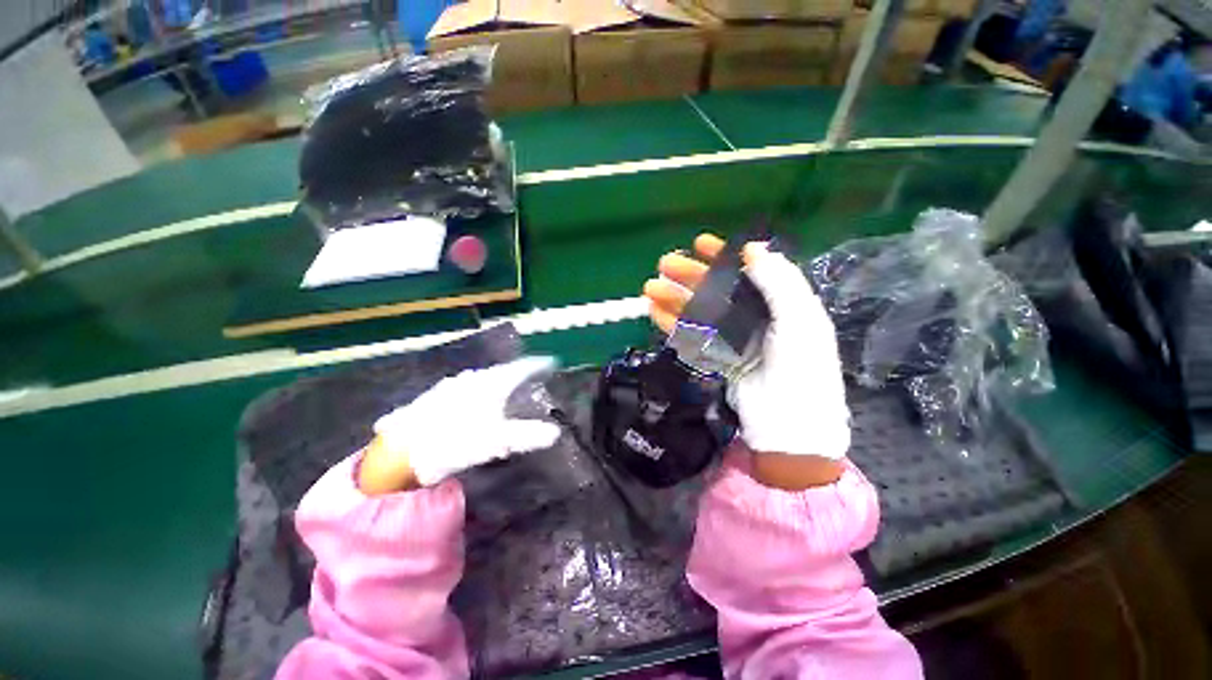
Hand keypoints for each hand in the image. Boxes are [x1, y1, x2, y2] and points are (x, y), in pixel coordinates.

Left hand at [358, 357, 561, 494]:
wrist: (399, 452)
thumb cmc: (455, 442)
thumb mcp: (496, 441)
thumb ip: (527, 436)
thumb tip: (555, 433)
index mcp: (490, 384)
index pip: (521, 368)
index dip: (538, 364)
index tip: (551, 362)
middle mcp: (471, 379)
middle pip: (500, 372)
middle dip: (516, 374)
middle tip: (530, 379)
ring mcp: (450, 386)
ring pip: (479, 380)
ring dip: (493, 382)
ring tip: (502, 390)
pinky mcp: (433, 398)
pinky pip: (461, 390)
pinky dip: (472, 393)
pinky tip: (468, 404)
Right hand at [644, 235, 849, 489]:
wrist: (789, 426)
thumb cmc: (802, 369)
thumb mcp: (799, 320)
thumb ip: (778, 281)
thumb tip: (753, 246)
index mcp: (780, 304)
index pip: (749, 271)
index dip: (725, 255)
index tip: (700, 243)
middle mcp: (756, 318)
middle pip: (718, 290)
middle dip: (691, 276)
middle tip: (664, 263)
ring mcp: (735, 340)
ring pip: (700, 313)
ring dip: (675, 299)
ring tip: (650, 287)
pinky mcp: (718, 359)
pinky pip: (693, 337)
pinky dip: (674, 324)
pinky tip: (654, 312)